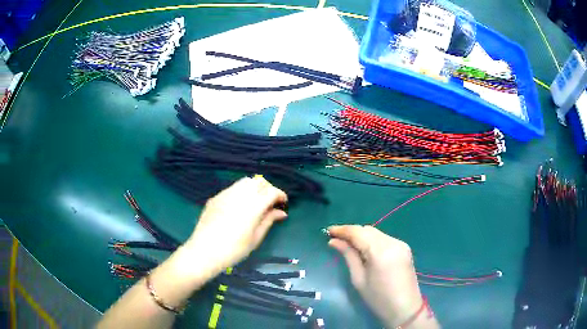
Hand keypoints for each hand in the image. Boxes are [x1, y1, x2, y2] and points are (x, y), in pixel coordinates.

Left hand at [184, 176, 287, 274]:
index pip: (271, 191)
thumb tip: (281, 212)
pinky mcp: (216, 197)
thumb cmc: (234, 249)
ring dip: (254, 188)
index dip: (280, 195)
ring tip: (255, 202)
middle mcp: (240, 195)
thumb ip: (269, 221)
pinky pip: (232, 188)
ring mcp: (225, 194)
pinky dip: (241, 192)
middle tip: (270, 203)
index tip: (283, 203)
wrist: (205, 251)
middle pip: (259, 181)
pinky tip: (239, 206)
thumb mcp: (255, 238)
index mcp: (253, 206)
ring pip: (245, 182)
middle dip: (268, 188)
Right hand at [328, 225, 426, 327]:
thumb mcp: (358, 279)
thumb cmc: (378, 299)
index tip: (327, 231)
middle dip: (351, 232)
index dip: (342, 229)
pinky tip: (364, 249)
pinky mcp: (404, 247)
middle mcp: (392, 242)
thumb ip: (348, 256)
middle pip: (367, 230)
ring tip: (348, 244)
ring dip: (361, 235)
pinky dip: (372, 240)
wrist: (405, 308)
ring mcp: (400, 244)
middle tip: (336, 238)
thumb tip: (334, 241)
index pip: (358, 232)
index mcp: (380, 251)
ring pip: (376, 233)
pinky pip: (384, 238)